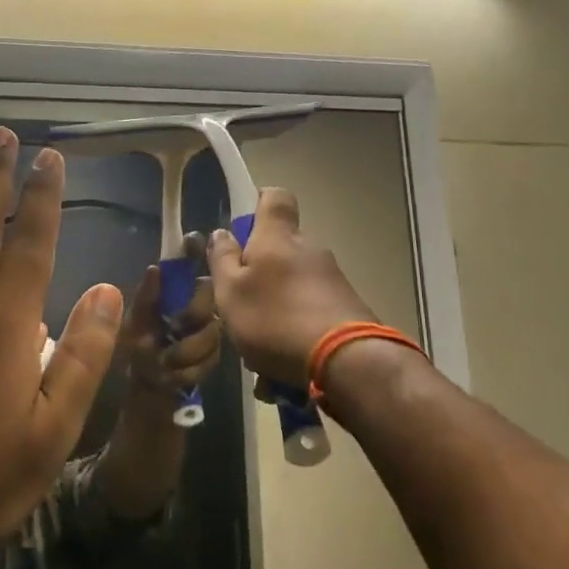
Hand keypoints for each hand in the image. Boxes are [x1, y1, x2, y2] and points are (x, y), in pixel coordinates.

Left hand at [116, 235, 222, 401]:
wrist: (148, 398)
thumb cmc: (137, 355)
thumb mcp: (135, 327)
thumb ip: (146, 300)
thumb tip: (155, 268)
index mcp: (172, 294)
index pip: (186, 264)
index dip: (192, 250)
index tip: (192, 241)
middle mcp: (193, 306)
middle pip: (208, 294)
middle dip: (192, 315)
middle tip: (174, 331)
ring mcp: (207, 331)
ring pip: (212, 330)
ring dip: (188, 350)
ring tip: (167, 363)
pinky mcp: (213, 358)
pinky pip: (212, 358)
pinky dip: (191, 370)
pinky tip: (176, 377)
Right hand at [206, 188, 374, 387]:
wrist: (346, 361)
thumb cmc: (276, 319)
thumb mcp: (231, 293)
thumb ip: (222, 260)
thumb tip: (221, 233)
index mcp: (278, 237)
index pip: (274, 197)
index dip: (257, 203)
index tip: (241, 229)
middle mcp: (309, 249)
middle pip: (281, 248)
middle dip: (260, 273)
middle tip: (240, 306)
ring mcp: (332, 279)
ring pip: (293, 286)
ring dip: (275, 311)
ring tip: (260, 356)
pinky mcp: (347, 308)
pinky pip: (310, 313)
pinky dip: (294, 334)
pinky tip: (283, 372)